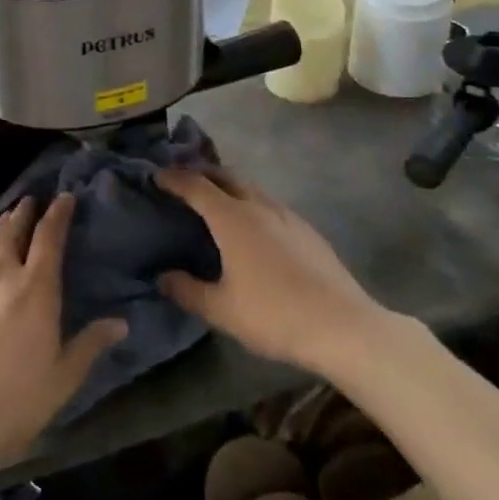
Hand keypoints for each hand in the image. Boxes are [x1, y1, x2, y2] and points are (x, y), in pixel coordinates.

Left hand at [0, 195, 125, 486]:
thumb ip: (90, 345)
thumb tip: (121, 323)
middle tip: (31, 200)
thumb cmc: (14, 400)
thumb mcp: (63, 378)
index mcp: (35, 287)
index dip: (58, 213)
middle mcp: (1, 275)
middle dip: (24, 212)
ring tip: (6, 220)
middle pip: (13, 231)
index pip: (49, 236)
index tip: (65, 197)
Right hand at [155, 169, 379, 374]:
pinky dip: (250, 201)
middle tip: (182, 181)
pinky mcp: (306, 229)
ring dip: (227, 185)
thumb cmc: (274, 315)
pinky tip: (252, 226)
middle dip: (200, 172)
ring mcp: (286, 215)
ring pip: (250, 186)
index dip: (173, 179)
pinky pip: (269, 203)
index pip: (195, 186)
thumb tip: (162, 277)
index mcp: (232, 219)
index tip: (156, 176)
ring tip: (214, 200)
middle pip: (225, 175)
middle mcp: (258, 206)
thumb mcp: (221, 310)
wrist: (342, 326)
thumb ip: (187, 290)